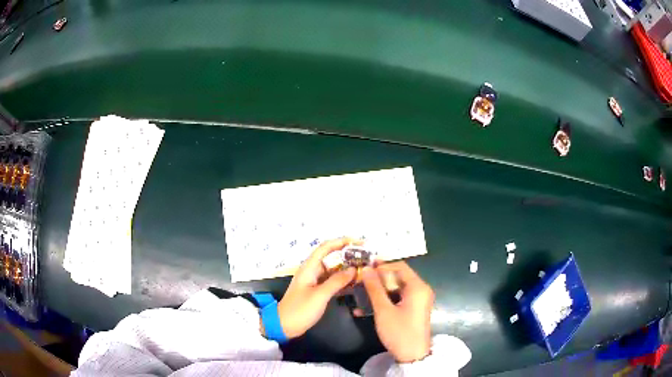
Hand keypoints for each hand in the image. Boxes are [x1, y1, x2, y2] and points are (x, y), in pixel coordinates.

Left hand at [276, 238, 358, 338]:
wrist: (284, 325)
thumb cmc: (300, 309)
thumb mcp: (320, 295)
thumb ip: (337, 281)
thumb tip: (353, 269)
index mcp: (309, 267)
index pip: (326, 247)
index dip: (342, 241)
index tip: (359, 242)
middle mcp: (312, 271)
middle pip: (331, 257)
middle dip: (348, 255)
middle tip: (366, 258)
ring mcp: (314, 281)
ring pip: (333, 270)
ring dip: (347, 268)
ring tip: (364, 269)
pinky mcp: (317, 291)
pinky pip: (332, 281)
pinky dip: (343, 280)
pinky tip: (355, 283)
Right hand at [362, 261, 433, 362]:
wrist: (412, 355)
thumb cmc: (399, 331)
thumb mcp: (383, 310)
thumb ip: (374, 288)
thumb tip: (367, 269)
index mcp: (417, 287)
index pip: (399, 266)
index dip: (381, 265)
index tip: (364, 267)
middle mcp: (420, 290)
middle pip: (397, 277)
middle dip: (377, 279)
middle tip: (359, 281)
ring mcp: (418, 300)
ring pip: (396, 288)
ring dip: (378, 291)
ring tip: (359, 293)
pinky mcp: (413, 309)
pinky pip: (398, 299)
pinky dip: (384, 300)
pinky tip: (365, 308)